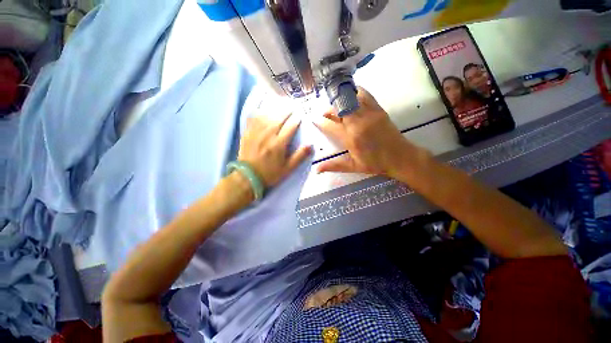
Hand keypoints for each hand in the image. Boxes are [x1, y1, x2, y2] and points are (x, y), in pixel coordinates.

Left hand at [238, 114, 311, 187]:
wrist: (248, 177)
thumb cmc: (270, 173)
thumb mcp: (288, 169)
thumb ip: (299, 156)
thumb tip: (310, 145)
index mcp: (279, 144)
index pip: (290, 127)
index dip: (296, 120)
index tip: (300, 117)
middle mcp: (268, 135)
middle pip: (279, 118)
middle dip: (287, 112)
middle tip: (292, 109)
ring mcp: (256, 132)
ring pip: (267, 115)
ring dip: (275, 111)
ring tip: (280, 109)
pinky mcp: (248, 133)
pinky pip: (253, 118)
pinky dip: (259, 113)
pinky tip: (263, 112)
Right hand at [315, 87, 416, 176]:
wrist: (400, 157)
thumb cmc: (375, 163)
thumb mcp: (353, 166)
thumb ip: (334, 166)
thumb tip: (316, 170)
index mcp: (351, 138)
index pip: (330, 126)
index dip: (320, 122)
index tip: (313, 119)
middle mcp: (358, 123)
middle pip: (339, 109)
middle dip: (329, 109)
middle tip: (324, 113)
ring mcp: (369, 114)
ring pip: (350, 100)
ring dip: (340, 101)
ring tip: (336, 105)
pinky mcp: (378, 109)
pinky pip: (365, 95)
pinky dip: (355, 93)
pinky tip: (351, 96)